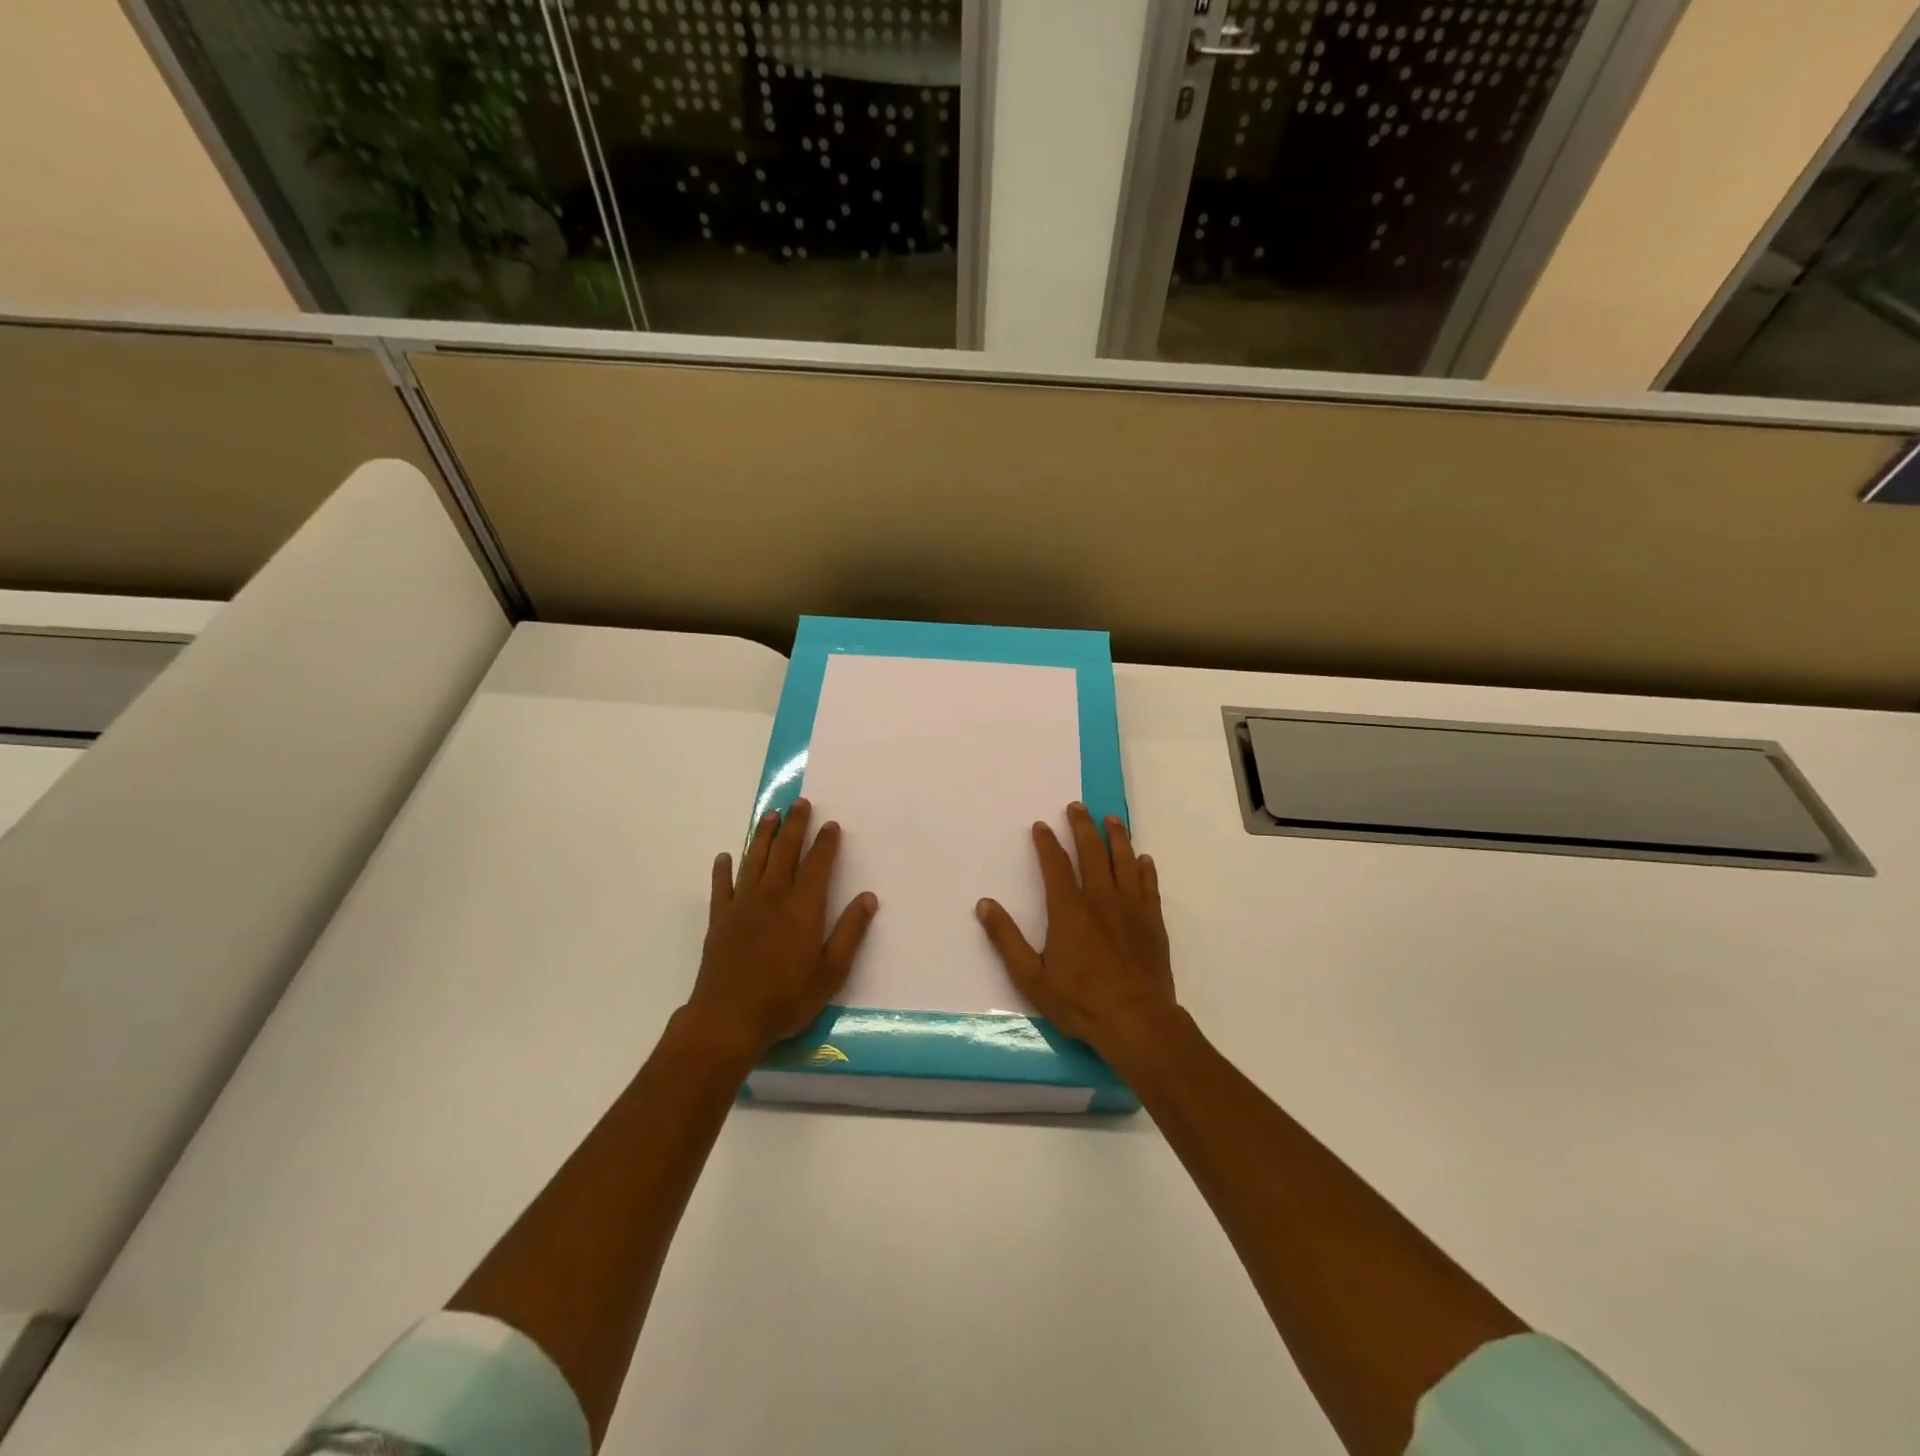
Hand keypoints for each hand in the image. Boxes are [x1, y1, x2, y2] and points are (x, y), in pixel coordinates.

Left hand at [682, 799, 878, 1060]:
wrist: (728, 1019)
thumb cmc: (786, 998)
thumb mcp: (831, 972)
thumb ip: (850, 932)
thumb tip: (868, 898)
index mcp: (803, 907)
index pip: (817, 865)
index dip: (825, 843)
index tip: (831, 824)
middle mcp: (773, 896)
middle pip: (785, 851)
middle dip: (794, 825)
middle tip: (800, 803)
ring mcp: (742, 905)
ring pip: (754, 859)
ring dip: (762, 835)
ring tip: (770, 815)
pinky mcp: (719, 919)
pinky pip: (721, 886)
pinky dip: (723, 869)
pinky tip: (725, 857)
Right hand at [975, 802, 1177, 1058]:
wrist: (1136, 1021)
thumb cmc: (1079, 1001)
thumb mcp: (1031, 977)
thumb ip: (1007, 939)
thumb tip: (984, 904)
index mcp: (1068, 909)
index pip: (1055, 865)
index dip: (1046, 843)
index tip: (1041, 825)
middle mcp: (1100, 899)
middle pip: (1092, 852)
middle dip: (1083, 827)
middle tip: (1077, 807)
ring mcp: (1130, 908)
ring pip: (1124, 861)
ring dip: (1117, 837)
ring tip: (1111, 819)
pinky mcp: (1152, 922)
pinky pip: (1149, 886)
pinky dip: (1145, 869)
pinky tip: (1143, 859)